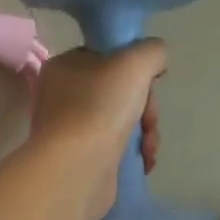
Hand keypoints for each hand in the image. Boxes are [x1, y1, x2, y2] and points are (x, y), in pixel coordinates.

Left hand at [29, 41, 164, 219]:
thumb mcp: (135, 62)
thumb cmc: (101, 106)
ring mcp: (71, 128)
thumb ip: (152, 51)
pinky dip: (135, 151)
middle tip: (150, 120)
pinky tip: (144, 160)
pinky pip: (117, 145)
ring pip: (123, 118)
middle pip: (121, 90)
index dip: (136, 67)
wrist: (77, 168)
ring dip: (146, 131)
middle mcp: (63, 94)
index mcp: (66, 65)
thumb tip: (156, 61)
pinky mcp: (81, 157)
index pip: (108, 56)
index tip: (151, 81)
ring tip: (148, 147)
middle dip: (146, 106)